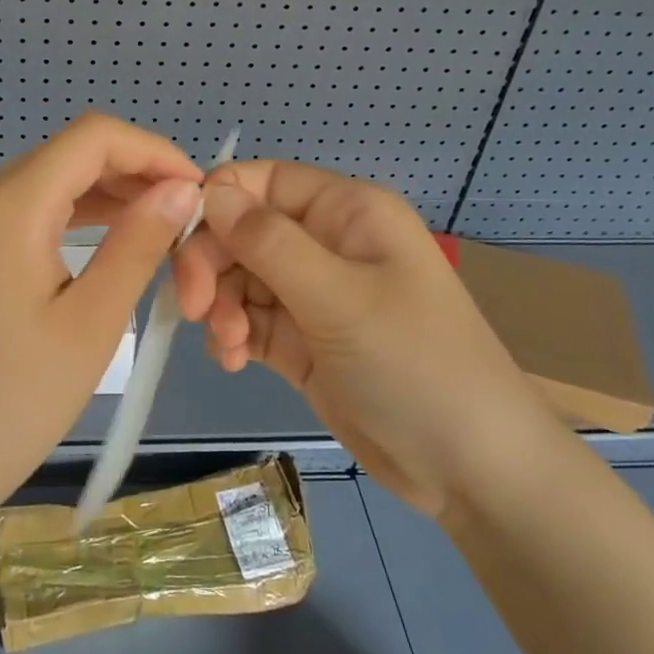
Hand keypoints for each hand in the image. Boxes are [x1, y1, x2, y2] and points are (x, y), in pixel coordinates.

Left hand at [0, 112, 202, 529]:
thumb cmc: (10, 404)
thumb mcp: (91, 323)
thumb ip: (138, 243)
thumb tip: (182, 189)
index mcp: (8, 205)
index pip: (93, 137)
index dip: (153, 150)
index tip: (198, 190)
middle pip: (70, 152)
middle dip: (134, 172)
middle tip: (186, 217)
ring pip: (50, 178)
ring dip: (107, 193)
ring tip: (160, 228)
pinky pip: (26, 208)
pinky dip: (73, 214)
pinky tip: (108, 238)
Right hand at [173, 161, 554, 517]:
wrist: (473, 471)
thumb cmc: (415, 365)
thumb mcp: (339, 299)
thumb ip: (269, 242)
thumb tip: (209, 193)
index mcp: (346, 212)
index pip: (263, 182)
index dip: (217, 201)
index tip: (180, 243)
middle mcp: (327, 243)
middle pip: (243, 231)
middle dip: (213, 264)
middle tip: (195, 307)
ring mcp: (314, 294)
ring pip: (240, 278)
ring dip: (221, 306)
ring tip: (226, 346)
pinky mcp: (303, 341)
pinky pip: (249, 320)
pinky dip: (232, 334)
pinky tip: (232, 360)